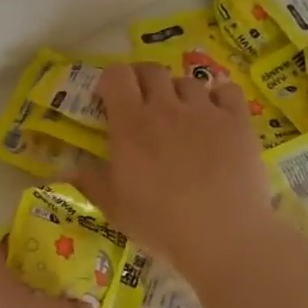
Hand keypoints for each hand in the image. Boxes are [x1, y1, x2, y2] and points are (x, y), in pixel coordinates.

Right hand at [72, 62, 272, 274]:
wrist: (223, 236)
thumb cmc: (160, 224)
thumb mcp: (114, 208)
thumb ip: (90, 180)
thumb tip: (69, 166)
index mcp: (131, 124)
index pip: (116, 75)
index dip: (111, 81)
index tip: (109, 99)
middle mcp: (167, 107)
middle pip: (152, 71)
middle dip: (143, 81)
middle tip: (143, 104)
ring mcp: (206, 111)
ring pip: (188, 81)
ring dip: (179, 92)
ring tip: (181, 115)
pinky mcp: (238, 121)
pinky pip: (227, 91)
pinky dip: (218, 97)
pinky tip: (216, 115)